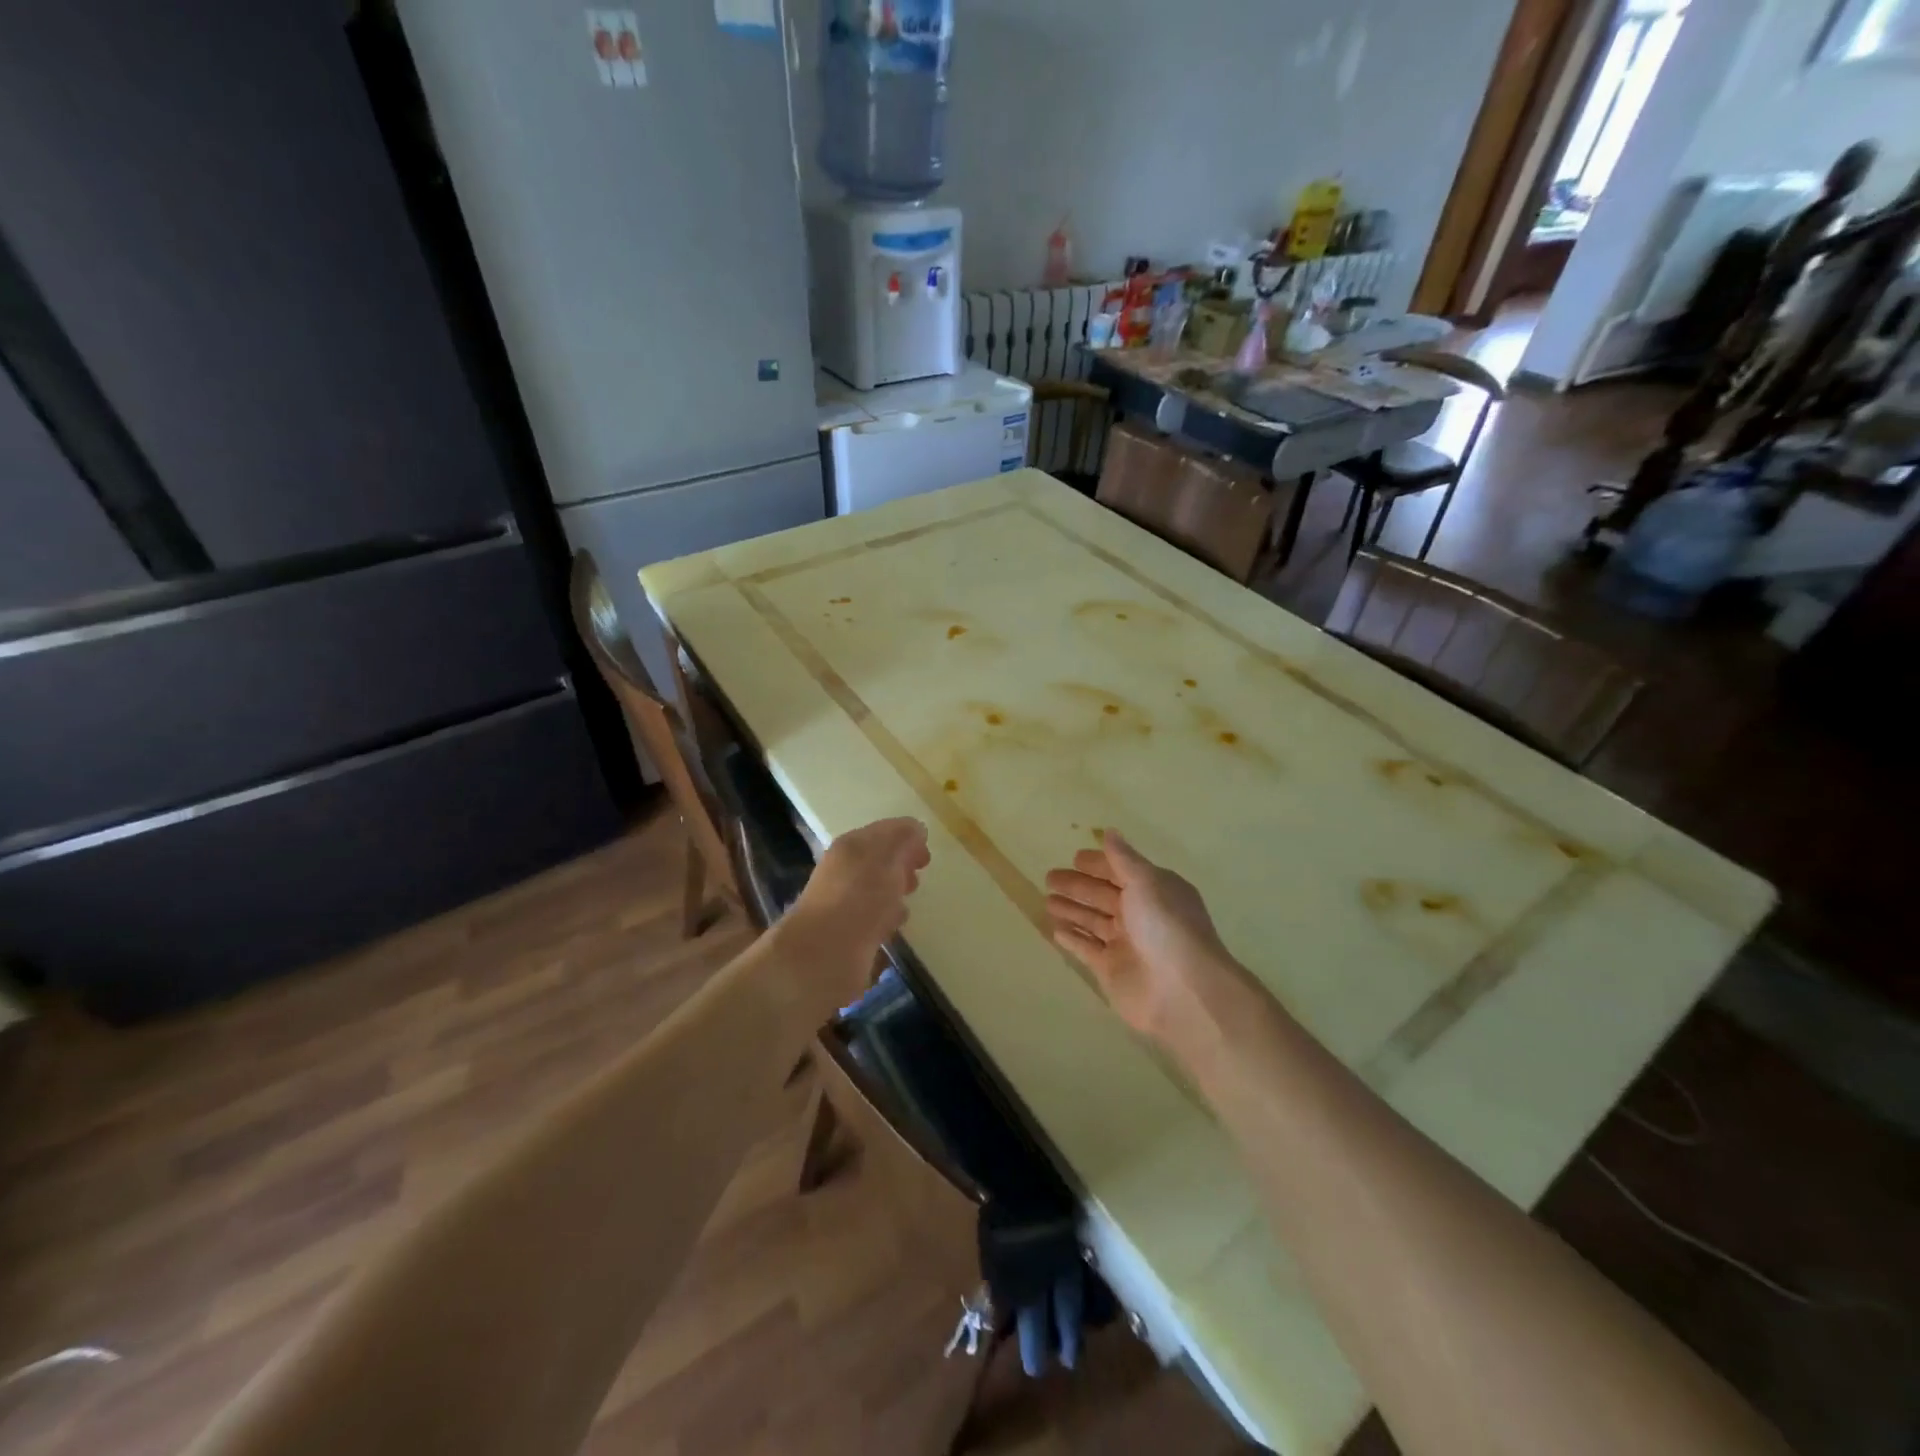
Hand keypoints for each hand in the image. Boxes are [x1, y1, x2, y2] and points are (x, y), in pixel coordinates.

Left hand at [775, 817, 929, 1015]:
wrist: (824, 955)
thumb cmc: (859, 897)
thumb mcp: (887, 856)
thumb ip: (904, 838)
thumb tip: (916, 829)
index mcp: (851, 847)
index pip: (883, 832)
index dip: (907, 838)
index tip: (926, 856)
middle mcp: (844, 872)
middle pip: (878, 861)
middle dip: (900, 866)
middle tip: (918, 877)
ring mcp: (844, 906)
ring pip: (875, 891)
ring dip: (893, 894)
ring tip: (908, 903)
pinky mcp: (848, 937)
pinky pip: (873, 920)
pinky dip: (886, 920)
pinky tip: (895, 928)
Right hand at [1044, 829, 1240, 1052]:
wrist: (1182, 991)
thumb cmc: (1166, 927)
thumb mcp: (1147, 882)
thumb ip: (1123, 859)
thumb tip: (1109, 831)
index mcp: (1154, 891)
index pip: (1122, 871)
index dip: (1099, 864)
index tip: (1074, 857)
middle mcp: (1141, 916)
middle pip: (1103, 895)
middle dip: (1077, 886)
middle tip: (1048, 878)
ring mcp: (1125, 944)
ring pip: (1092, 921)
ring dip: (1072, 910)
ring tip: (1047, 901)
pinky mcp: (1111, 970)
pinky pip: (1086, 949)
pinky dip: (1072, 939)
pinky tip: (1055, 930)